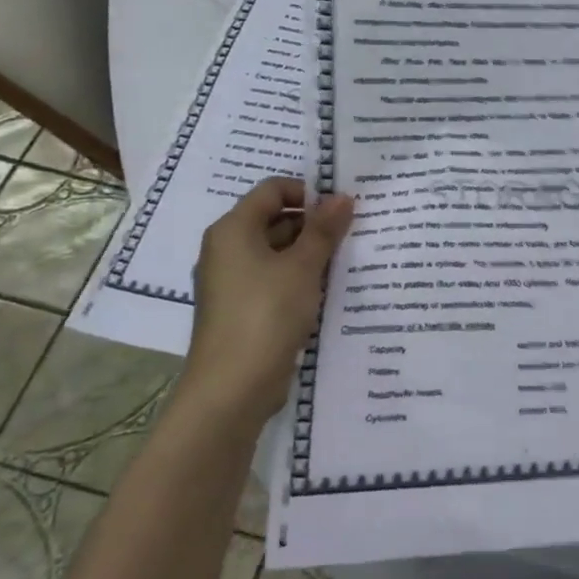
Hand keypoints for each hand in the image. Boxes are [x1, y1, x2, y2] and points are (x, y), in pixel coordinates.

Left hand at [184, 178, 353, 421]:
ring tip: (346, 261)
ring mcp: (232, 281)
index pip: (272, 190)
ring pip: (276, 252)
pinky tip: (326, 290)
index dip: (308, 192)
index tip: (342, 209)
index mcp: (233, 230)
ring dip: (309, 253)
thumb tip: (343, 197)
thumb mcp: (303, 267)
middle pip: (274, 219)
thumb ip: (324, 230)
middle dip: (313, 224)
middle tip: (352, 234)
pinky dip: (298, 278)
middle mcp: (226, 249)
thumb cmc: (266, 314)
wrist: (232, 388)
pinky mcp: (241, 309)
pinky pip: (273, 279)